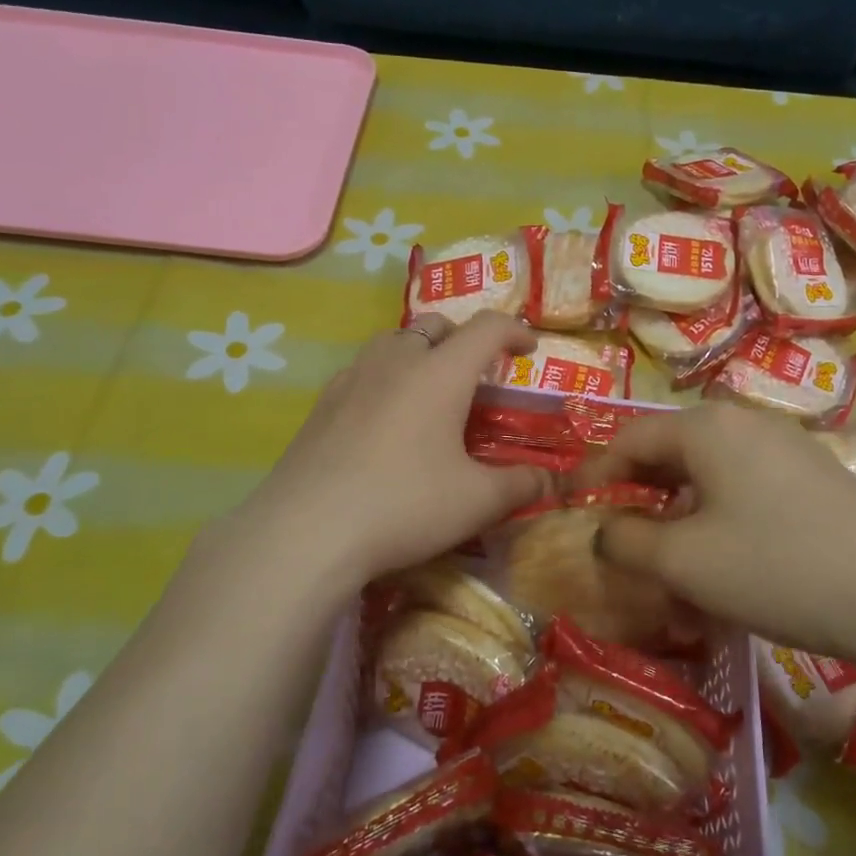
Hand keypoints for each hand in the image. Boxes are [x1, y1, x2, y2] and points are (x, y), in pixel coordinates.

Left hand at [237, 312, 551, 583]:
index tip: (528, 349)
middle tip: (476, 373)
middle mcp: (396, 361)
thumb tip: (546, 479)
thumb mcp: (477, 502)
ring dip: (419, 352)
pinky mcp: (322, 403)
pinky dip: (385, 377)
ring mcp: (352, 378)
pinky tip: (383, 419)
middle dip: (463, 339)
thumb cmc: (405, 505)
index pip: (486, 328)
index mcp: (440, 373)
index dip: (514, 331)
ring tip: (429, 390)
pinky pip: (362, 371)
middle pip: (435, 325)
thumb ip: (519, 485)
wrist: (308, 530)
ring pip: (393, 342)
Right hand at [580, 403, 855, 672]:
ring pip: (708, 480)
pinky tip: (725, 571)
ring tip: (672, 570)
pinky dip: (718, 526)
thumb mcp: (684, 561)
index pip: (628, 439)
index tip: (570, 508)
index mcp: (704, 428)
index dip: (593, 474)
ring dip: (679, 521)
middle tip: (619, 542)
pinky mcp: (814, 479)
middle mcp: (743, 424)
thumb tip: (604, 531)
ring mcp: (785, 449)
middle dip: (638, 500)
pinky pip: (745, 494)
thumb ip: (626, 541)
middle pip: (669, 455)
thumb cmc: (776, 567)